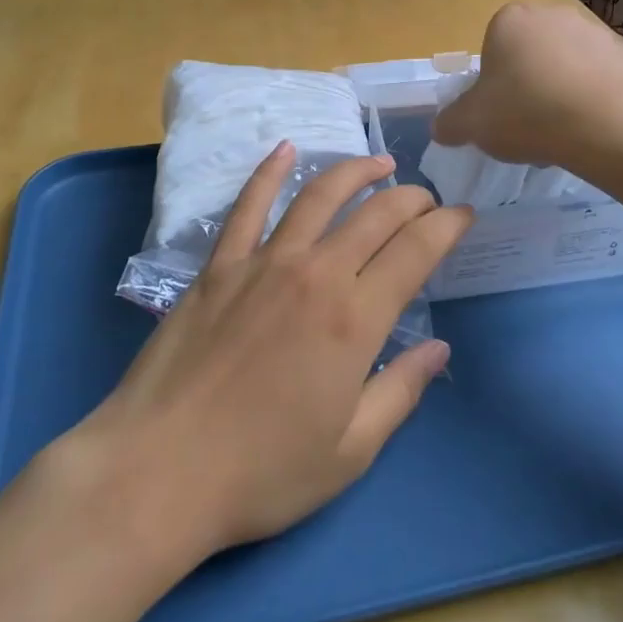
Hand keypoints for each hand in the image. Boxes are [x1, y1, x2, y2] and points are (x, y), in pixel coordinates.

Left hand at [46, 145, 468, 565]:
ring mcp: (263, 262)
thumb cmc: (262, 472)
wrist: (159, 470)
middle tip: (426, 198)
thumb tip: (439, 349)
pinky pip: (249, 204)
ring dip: (355, 172)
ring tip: (379, 163)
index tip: (463, 215)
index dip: (446, 226)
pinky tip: (286, 149)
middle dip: (411, 198)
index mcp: (355, 319)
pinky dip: (270, 171)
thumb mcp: (350, 451)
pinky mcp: (219, 265)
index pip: (416, 251)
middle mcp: (315, 274)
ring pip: (319, 196)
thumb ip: (401, 391)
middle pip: (376, 215)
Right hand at [432, 2, 622, 169]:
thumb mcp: (471, 125)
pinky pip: (599, 74)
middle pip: (530, 52)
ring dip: (561, 87)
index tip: (500, 110)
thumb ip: (449, 123)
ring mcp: (593, 30)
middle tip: (528, 121)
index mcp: (509, 21)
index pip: (493, 47)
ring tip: (563, 128)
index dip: (493, 82)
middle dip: (528, 81)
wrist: (606, 128)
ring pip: (566, 62)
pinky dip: (594, 94)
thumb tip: (441, 128)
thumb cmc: (526, 115)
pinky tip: (592, 124)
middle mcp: (551, 14)